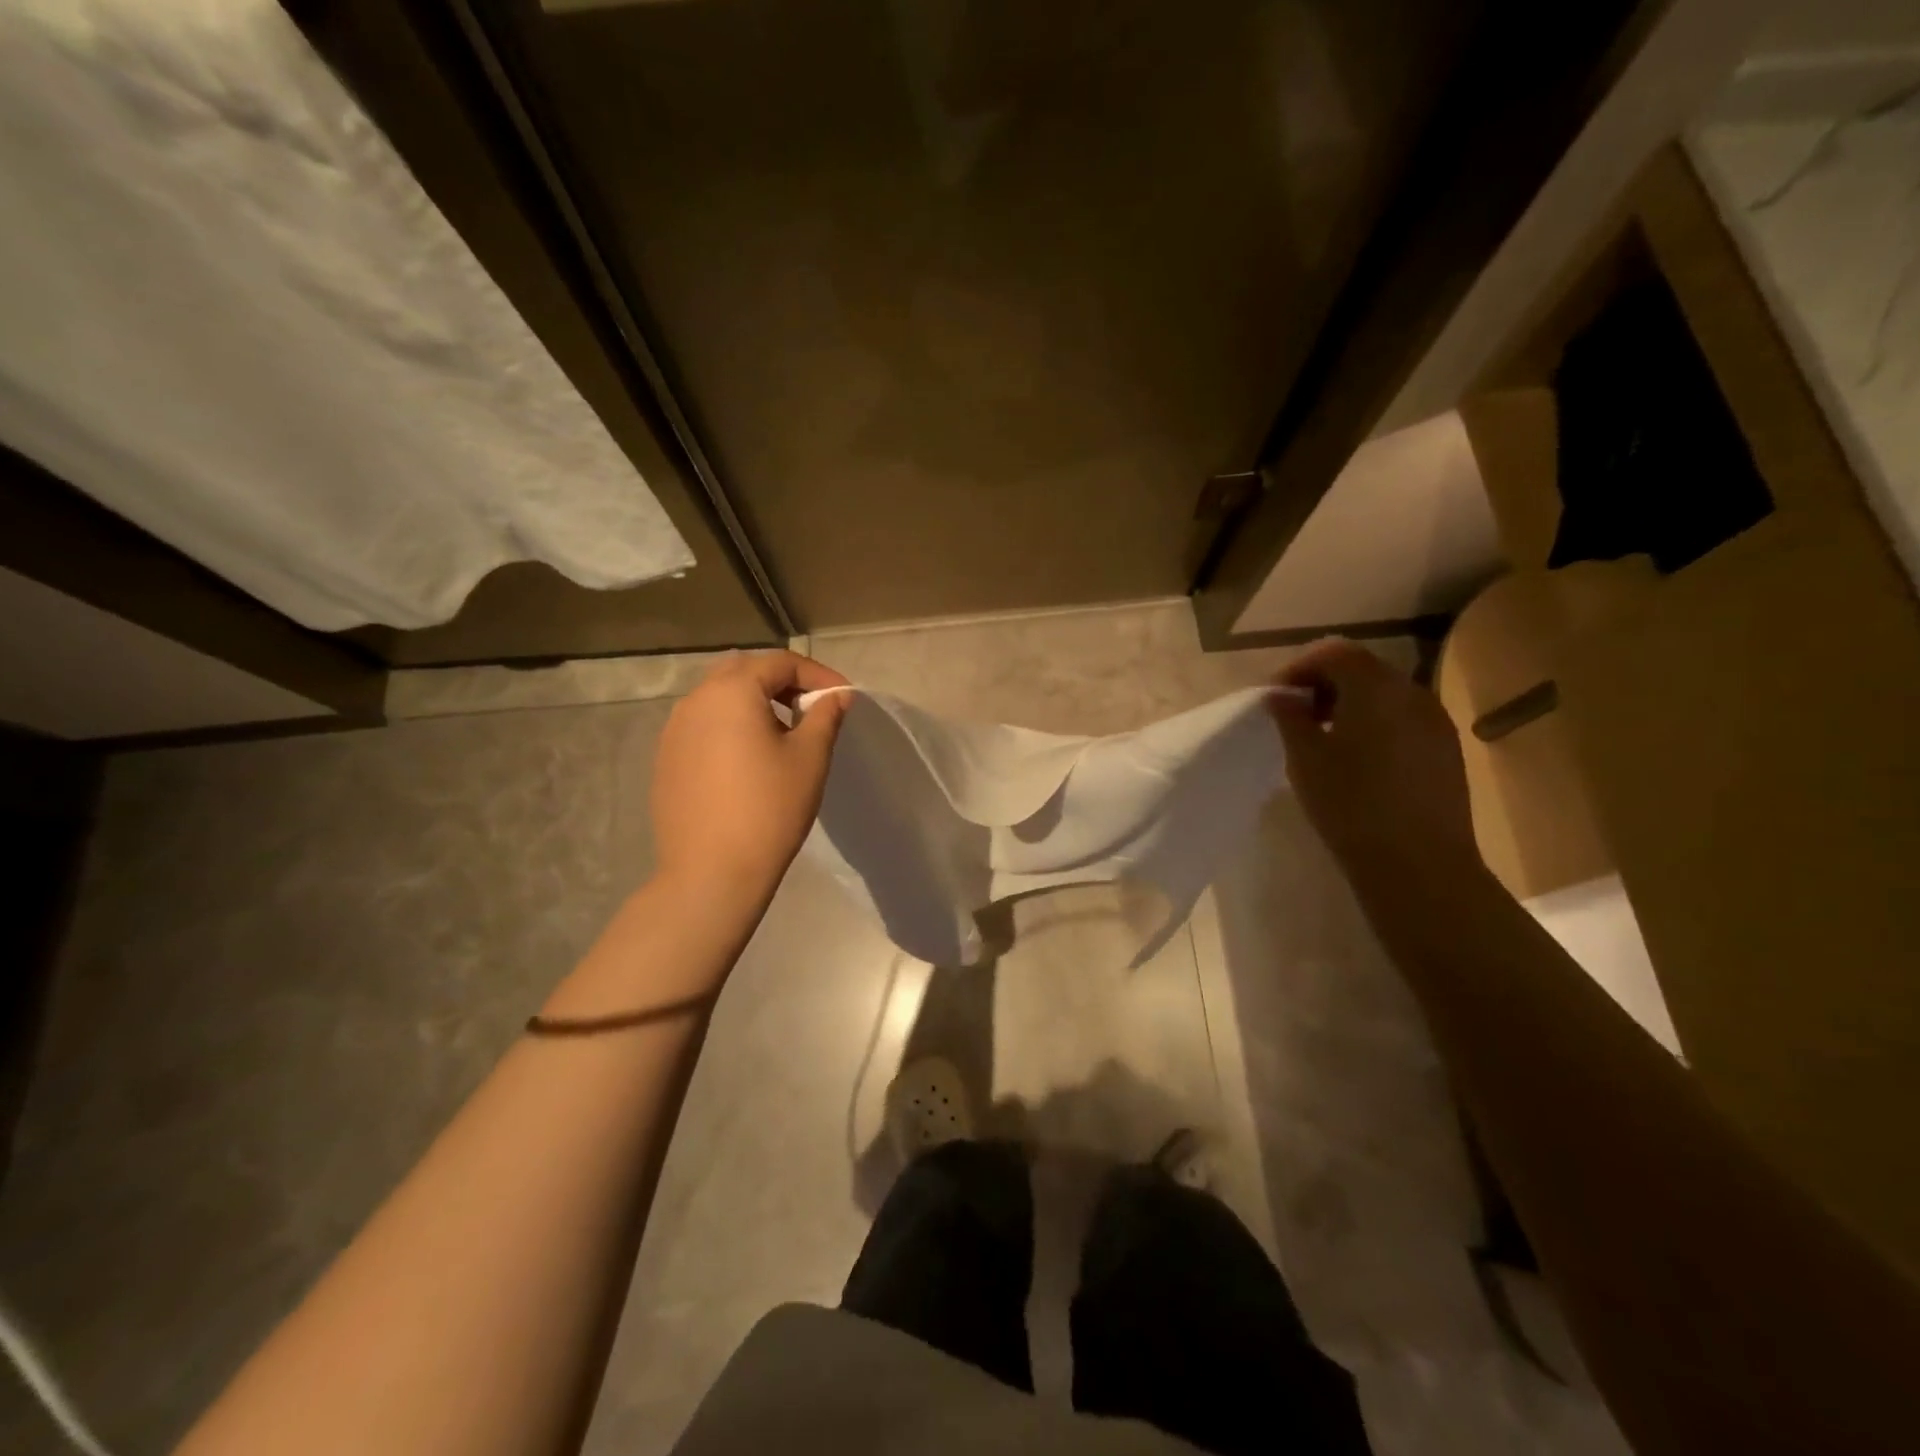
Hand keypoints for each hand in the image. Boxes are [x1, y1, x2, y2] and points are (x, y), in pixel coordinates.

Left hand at [650, 650, 850, 909]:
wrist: (711, 872)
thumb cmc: (770, 808)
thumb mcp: (810, 758)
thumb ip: (825, 716)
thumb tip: (838, 695)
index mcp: (732, 691)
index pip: (780, 662)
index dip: (817, 674)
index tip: (843, 697)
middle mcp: (695, 700)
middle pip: (744, 671)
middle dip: (781, 682)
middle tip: (810, 709)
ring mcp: (674, 730)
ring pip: (719, 698)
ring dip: (754, 703)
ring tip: (782, 734)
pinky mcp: (666, 758)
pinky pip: (703, 725)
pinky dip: (730, 726)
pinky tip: (748, 760)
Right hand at [1268, 638, 1481, 891]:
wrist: (1419, 865)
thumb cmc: (1351, 806)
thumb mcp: (1306, 760)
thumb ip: (1290, 718)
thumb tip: (1281, 695)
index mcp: (1376, 688)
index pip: (1335, 652)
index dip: (1300, 667)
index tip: (1276, 698)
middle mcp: (1412, 693)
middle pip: (1363, 668)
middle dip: (1324, 683)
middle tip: (1295, 716)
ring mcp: (1436, 722)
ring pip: (1385, 695)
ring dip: (1350, 704)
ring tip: (1323, 739)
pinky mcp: (1446, 750)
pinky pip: (1403, 719)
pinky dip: (1374, 724)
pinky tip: (1357, 760)